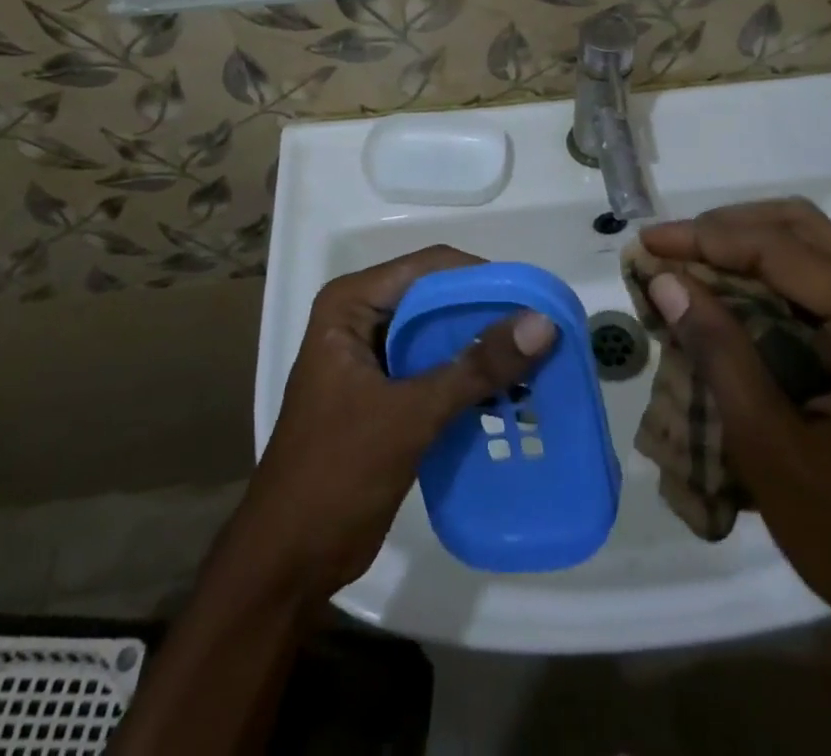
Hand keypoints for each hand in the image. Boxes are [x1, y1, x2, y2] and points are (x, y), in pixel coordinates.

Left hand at [237, 245, 557, 599]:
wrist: (287, 562)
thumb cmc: (335, 473)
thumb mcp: (410, 415)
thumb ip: (476, 367)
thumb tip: (543, 322)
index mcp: (351, 304)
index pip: (429, 268)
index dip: (482, 278)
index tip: (533, 299)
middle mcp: (361, 318)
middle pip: (438, 298)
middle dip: (488, 314)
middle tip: (543, 332)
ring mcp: (373, 356)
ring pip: (440, 334)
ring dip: (483, 348)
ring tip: (538, 363)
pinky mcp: (386, 393)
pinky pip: (437, 369)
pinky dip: (471, 379)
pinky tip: (511, 395)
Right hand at [640, 201, 830, 753]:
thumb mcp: (773, 449)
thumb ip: (720, 352)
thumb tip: (666, 279)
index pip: (777, 247)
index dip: (703, 238)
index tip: (645, 243)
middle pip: (800, 227)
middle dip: (726, 229)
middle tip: (668, 250)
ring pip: (813, 248)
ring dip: (747, 248)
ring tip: (690, 270)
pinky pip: (824, 284)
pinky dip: (771, 279)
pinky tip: (733, 304)